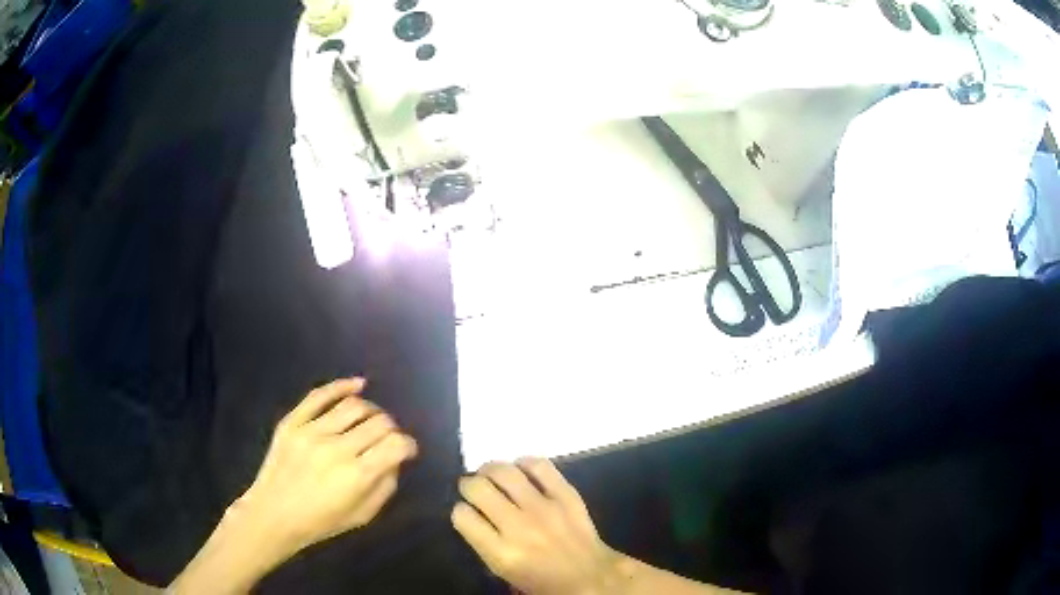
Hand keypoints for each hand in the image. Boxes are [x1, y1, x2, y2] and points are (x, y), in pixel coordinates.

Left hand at [235, 378, 417, 559]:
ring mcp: (311, 431)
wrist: (273, 514)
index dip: (409, 445)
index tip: (407, 450)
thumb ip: (385, 486)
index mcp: (356, 476)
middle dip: (392, 429)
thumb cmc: (320, 522)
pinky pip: (319, 395)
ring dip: (371, 410)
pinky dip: (341, 385)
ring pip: (353, 405)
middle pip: (379, 422)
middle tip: (389, 438)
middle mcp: (336, 448)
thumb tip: (394, 459)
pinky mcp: (292, 422)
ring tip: (372, 419)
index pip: (396, 445)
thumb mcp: (362, 516)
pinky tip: (357, 385)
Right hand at [452, 458, 623, 594]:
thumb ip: (483, 541)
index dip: (460, 510)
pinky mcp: (566, 495)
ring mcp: (544, 508)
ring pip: (504, 472)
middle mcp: (519, 527)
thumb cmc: (541, 579)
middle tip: (472, 487)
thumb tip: (470, 511)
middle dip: (468, 484)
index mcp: (501, 552)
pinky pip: (540, 466)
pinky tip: (520, 469)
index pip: (463, 516)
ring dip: (490, 469)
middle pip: (478, 488)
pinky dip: (525, 463)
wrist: (589, 575)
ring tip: (490, 474)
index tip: (465, 511)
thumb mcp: (503, 570)